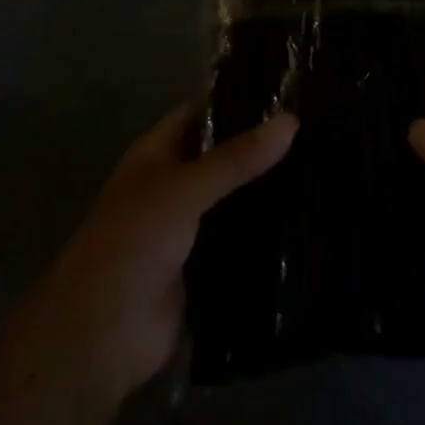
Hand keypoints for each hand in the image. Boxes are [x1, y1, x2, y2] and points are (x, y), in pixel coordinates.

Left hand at [24, 100, 297, 405]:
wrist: (101, 337)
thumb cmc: (132, 244)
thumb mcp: (184, 190)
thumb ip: (236, 158)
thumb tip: (291, 120)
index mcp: (157, 154)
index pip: (203, 112)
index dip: (239, 97)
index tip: (290, 87)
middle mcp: (173, 184)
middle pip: (224, 155)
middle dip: (262, 145)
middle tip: (318, 126)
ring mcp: (189, 227)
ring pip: (236, 197)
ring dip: (268, 188)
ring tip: (323, 164)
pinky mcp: (205, 265)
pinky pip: (241, 238)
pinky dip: (267, 230)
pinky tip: (308, 217)